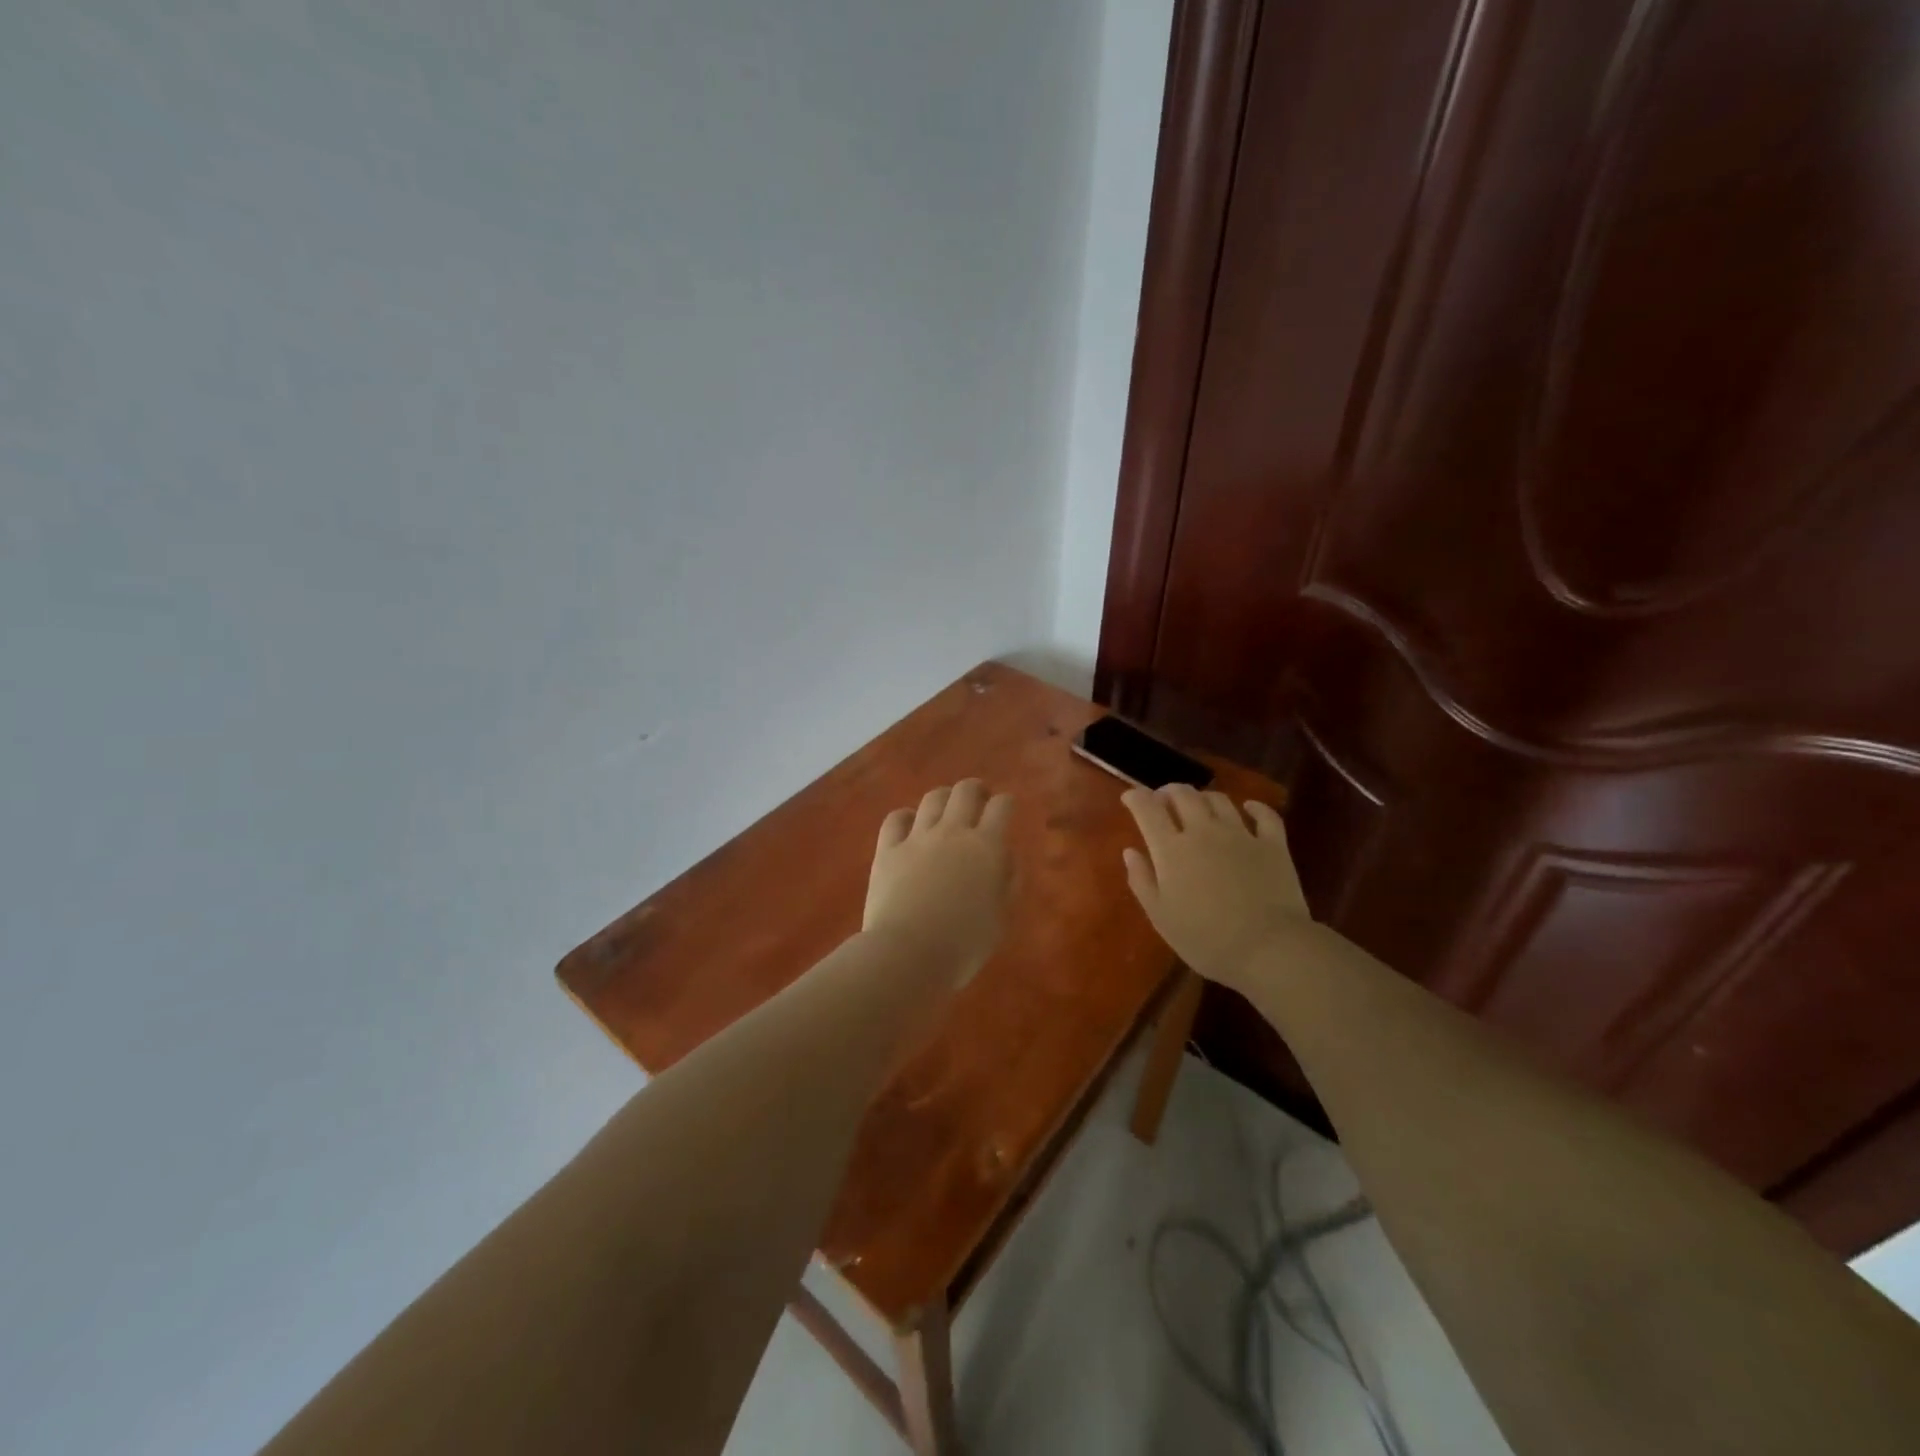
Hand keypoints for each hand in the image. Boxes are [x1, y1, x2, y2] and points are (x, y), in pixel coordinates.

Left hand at [864, 780, 1013, 988]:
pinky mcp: (888, 849)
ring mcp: (918, 837)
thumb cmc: (964, 945)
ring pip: (933, 798)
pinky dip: (905, 816)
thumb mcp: (1001, 918)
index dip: (1006, 803)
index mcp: (987, 848)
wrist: (908, 954)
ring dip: (944, 798)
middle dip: (976, 790)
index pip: (1002, 806)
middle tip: (979, 801)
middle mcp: (953, 832)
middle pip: (966, 791)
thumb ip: (1008, 883)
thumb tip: (1006, 858)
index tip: (1006, 809)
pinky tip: (909, 825)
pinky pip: (896, 818)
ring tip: (945, 810)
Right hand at [1121, 785, 1310, 995]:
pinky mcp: (1273, 844)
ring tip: (1198, 805)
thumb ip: (1142, 880)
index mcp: (1171, 849)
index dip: (1135, 797)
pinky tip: (1249, 808)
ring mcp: (1241, 834)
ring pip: (1219, 799)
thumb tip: (1130, 851)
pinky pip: (1264, 815)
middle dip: (1168, 791)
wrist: (1269, 948)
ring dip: (1203, 797)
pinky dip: (1254, 807)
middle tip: (1163, 799)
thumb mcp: (1161, 917)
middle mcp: (1203, 831)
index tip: (1129, 797)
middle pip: (1183, 795)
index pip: (1148, 809)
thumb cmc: (1206, 939)